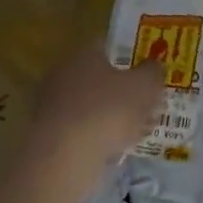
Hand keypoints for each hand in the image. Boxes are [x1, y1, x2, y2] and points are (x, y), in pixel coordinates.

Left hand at [26, 41, 165, 183]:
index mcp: (83, 54)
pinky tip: (116, 150)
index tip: (148, 72)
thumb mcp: (144, 87)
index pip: (108, 47)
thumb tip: (153, 66)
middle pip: (99, 78)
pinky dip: (98, 137)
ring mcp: (52, 105)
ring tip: (137, 132)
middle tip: (146, 105)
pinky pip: (82, 130)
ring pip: (91, 106)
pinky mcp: (49, 134)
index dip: (131, 57)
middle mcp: (62, 74)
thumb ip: (152, 73)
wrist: (64, 155)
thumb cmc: (107, 111)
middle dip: (123, 91)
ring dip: (112, 117)